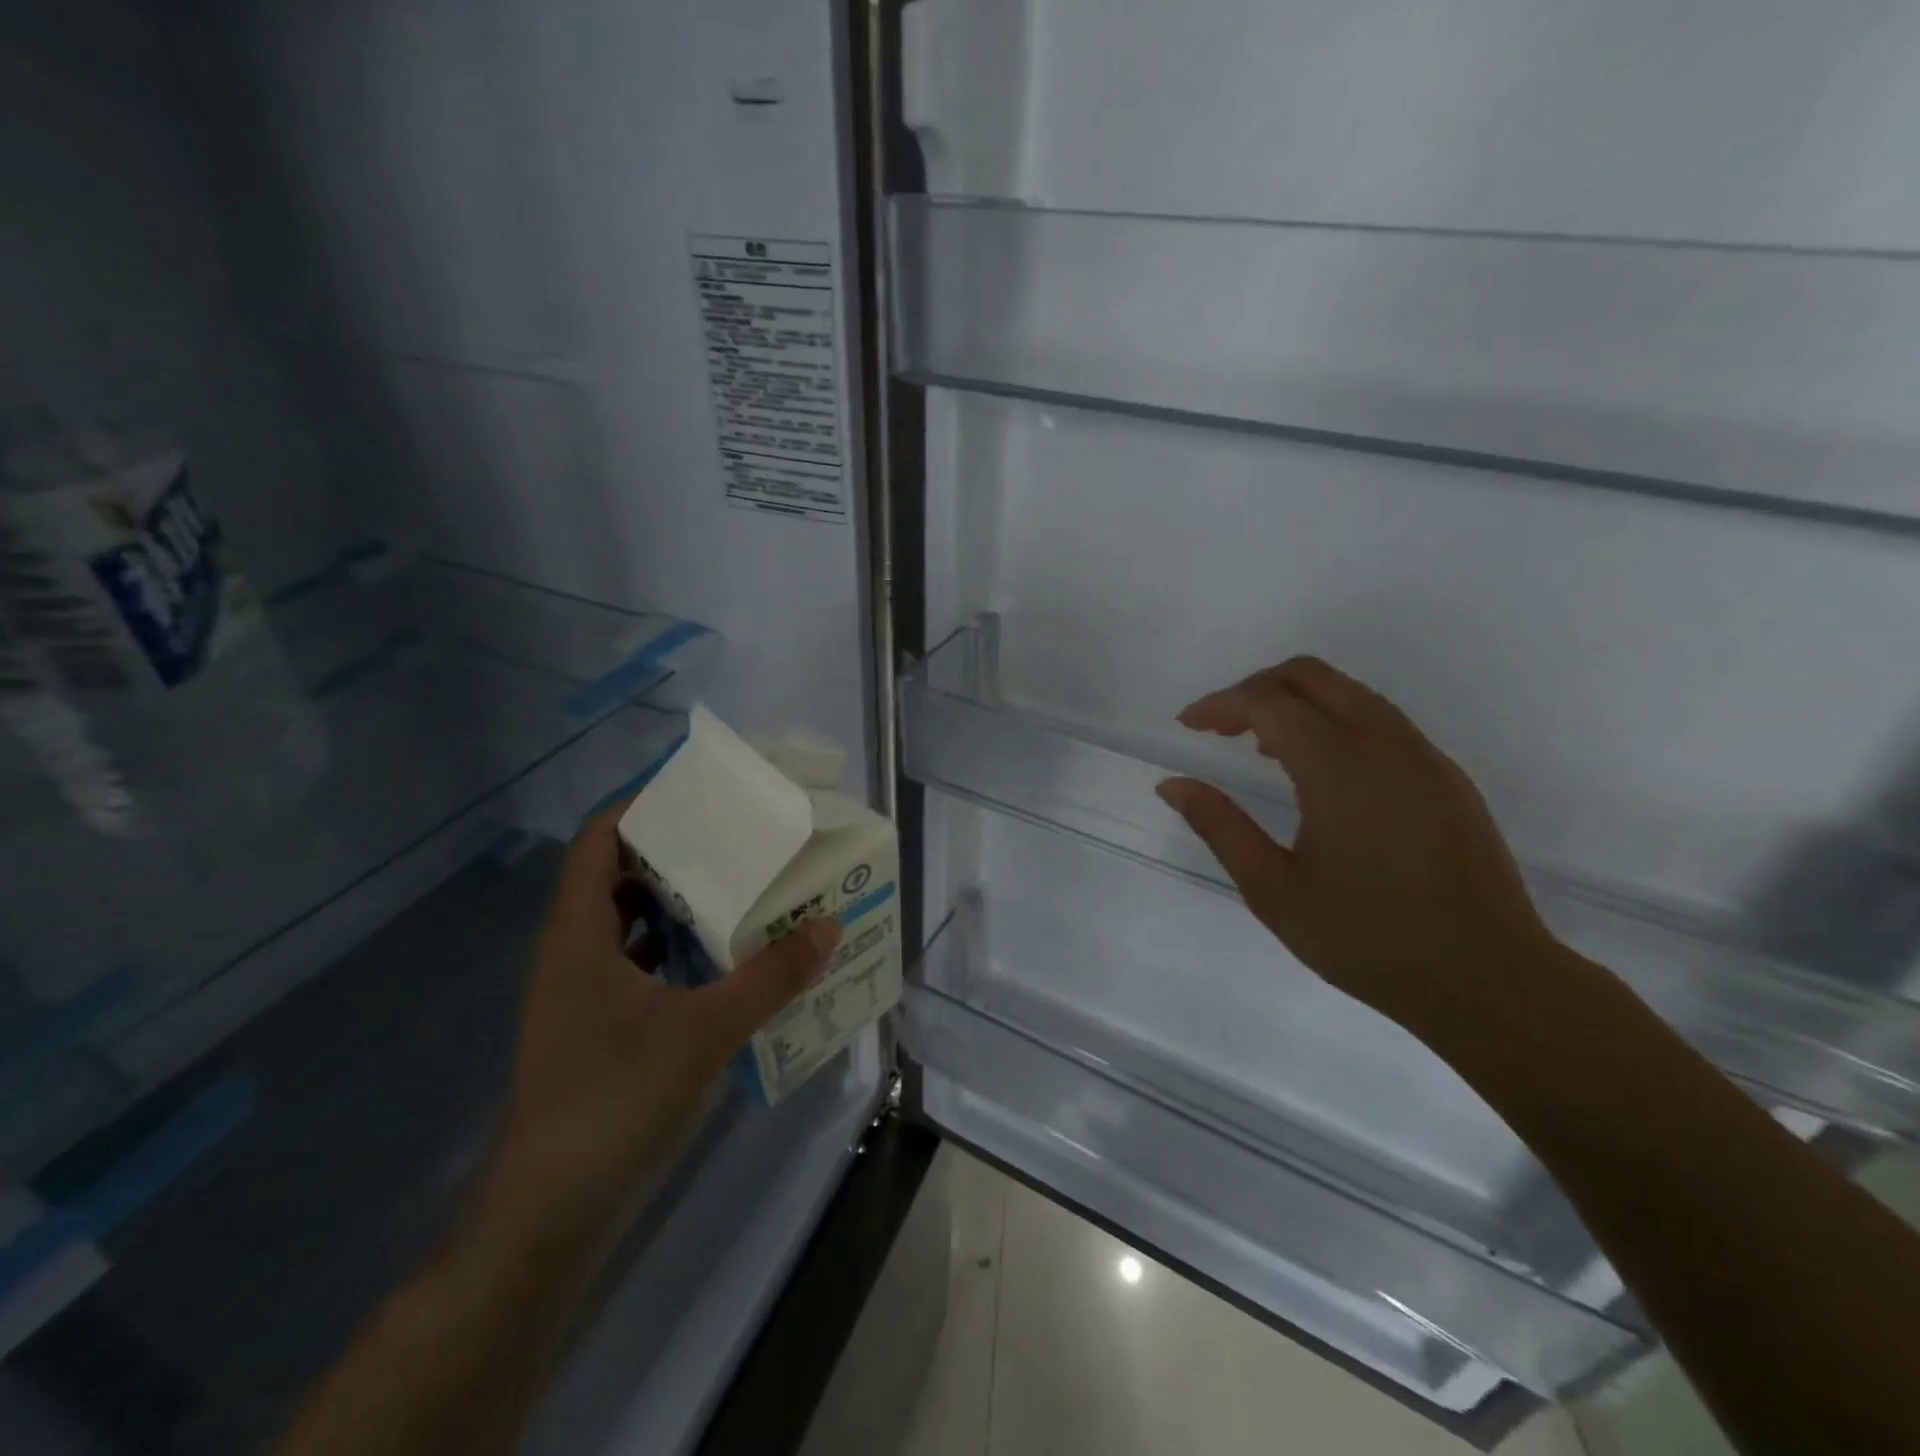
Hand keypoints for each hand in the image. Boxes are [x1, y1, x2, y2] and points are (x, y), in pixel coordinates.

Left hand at [481, 799, 840, 1246]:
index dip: (642, 807)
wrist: (551, 1214)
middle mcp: (573, 952)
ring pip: (629, 923)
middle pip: (617, 875)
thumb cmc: (615, 1101)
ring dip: (679, 902)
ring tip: (742, 888)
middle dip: (675, 851)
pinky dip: (677, 949)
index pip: (598, 840)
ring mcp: (582, 993)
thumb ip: (769, 976)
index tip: (701, 795)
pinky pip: (639, 964)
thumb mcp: (705, 1031)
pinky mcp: (598, 1027)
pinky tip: (725, 958)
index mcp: (579, 934)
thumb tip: (827, 926)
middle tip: (738, 839)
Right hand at [1156, 657, 1558, 1042]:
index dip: (1219, 704)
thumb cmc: (1367, 939)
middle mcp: (1384, 743)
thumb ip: (1219, 826)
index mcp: (1338, 767)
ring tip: (1262, 748)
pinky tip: (1320, 773)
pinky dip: (1334, 721)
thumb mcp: (1273, 890)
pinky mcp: (1446, 776)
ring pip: (1349, 692)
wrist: (1488, 980)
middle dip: (1256, 689)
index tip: (1187, 725)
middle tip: (1220, 728)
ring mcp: (1423, 756)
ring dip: (1296, 703)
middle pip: (1310, 676)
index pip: (1267, 702)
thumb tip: (1172, 785)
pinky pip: (1380, 721)